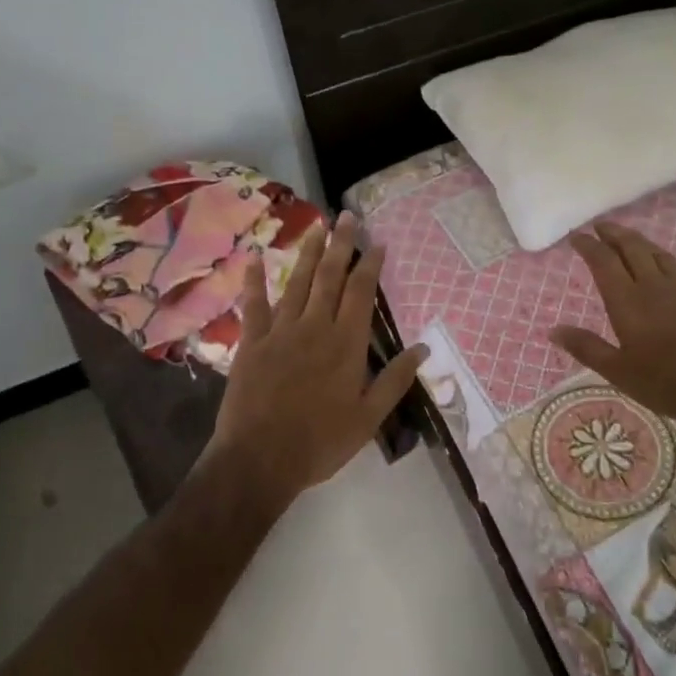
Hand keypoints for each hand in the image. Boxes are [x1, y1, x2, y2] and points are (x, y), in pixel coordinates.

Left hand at [209, 212, 427, 506]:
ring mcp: (280, 332)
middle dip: (340, 244)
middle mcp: (314, 327)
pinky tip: (255, 257)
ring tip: (316, 226)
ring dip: (307, 252)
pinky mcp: (251, 343)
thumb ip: (395, 380)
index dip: (369, 265)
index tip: (376, 241)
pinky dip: (254, 280)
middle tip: (347, 216)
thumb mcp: (368, 418)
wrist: (260, 460)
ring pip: (296, 283)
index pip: (361, 293)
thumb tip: (423, 348)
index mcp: (346, 344)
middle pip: (329, 277)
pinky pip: (253, 305)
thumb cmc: (320, 442)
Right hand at [550, 222, 675, 428]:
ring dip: (644, 242)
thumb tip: (554, 330)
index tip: (576, 236)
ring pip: (660, 256)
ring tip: (631, 236)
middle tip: (601, 226)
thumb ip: (587, 348)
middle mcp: (653, 287)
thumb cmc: (667, 382)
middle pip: (632, 250)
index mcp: (627, 302)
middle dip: (615, 235)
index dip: (589, 246)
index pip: (603, 263)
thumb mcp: (619, 372)